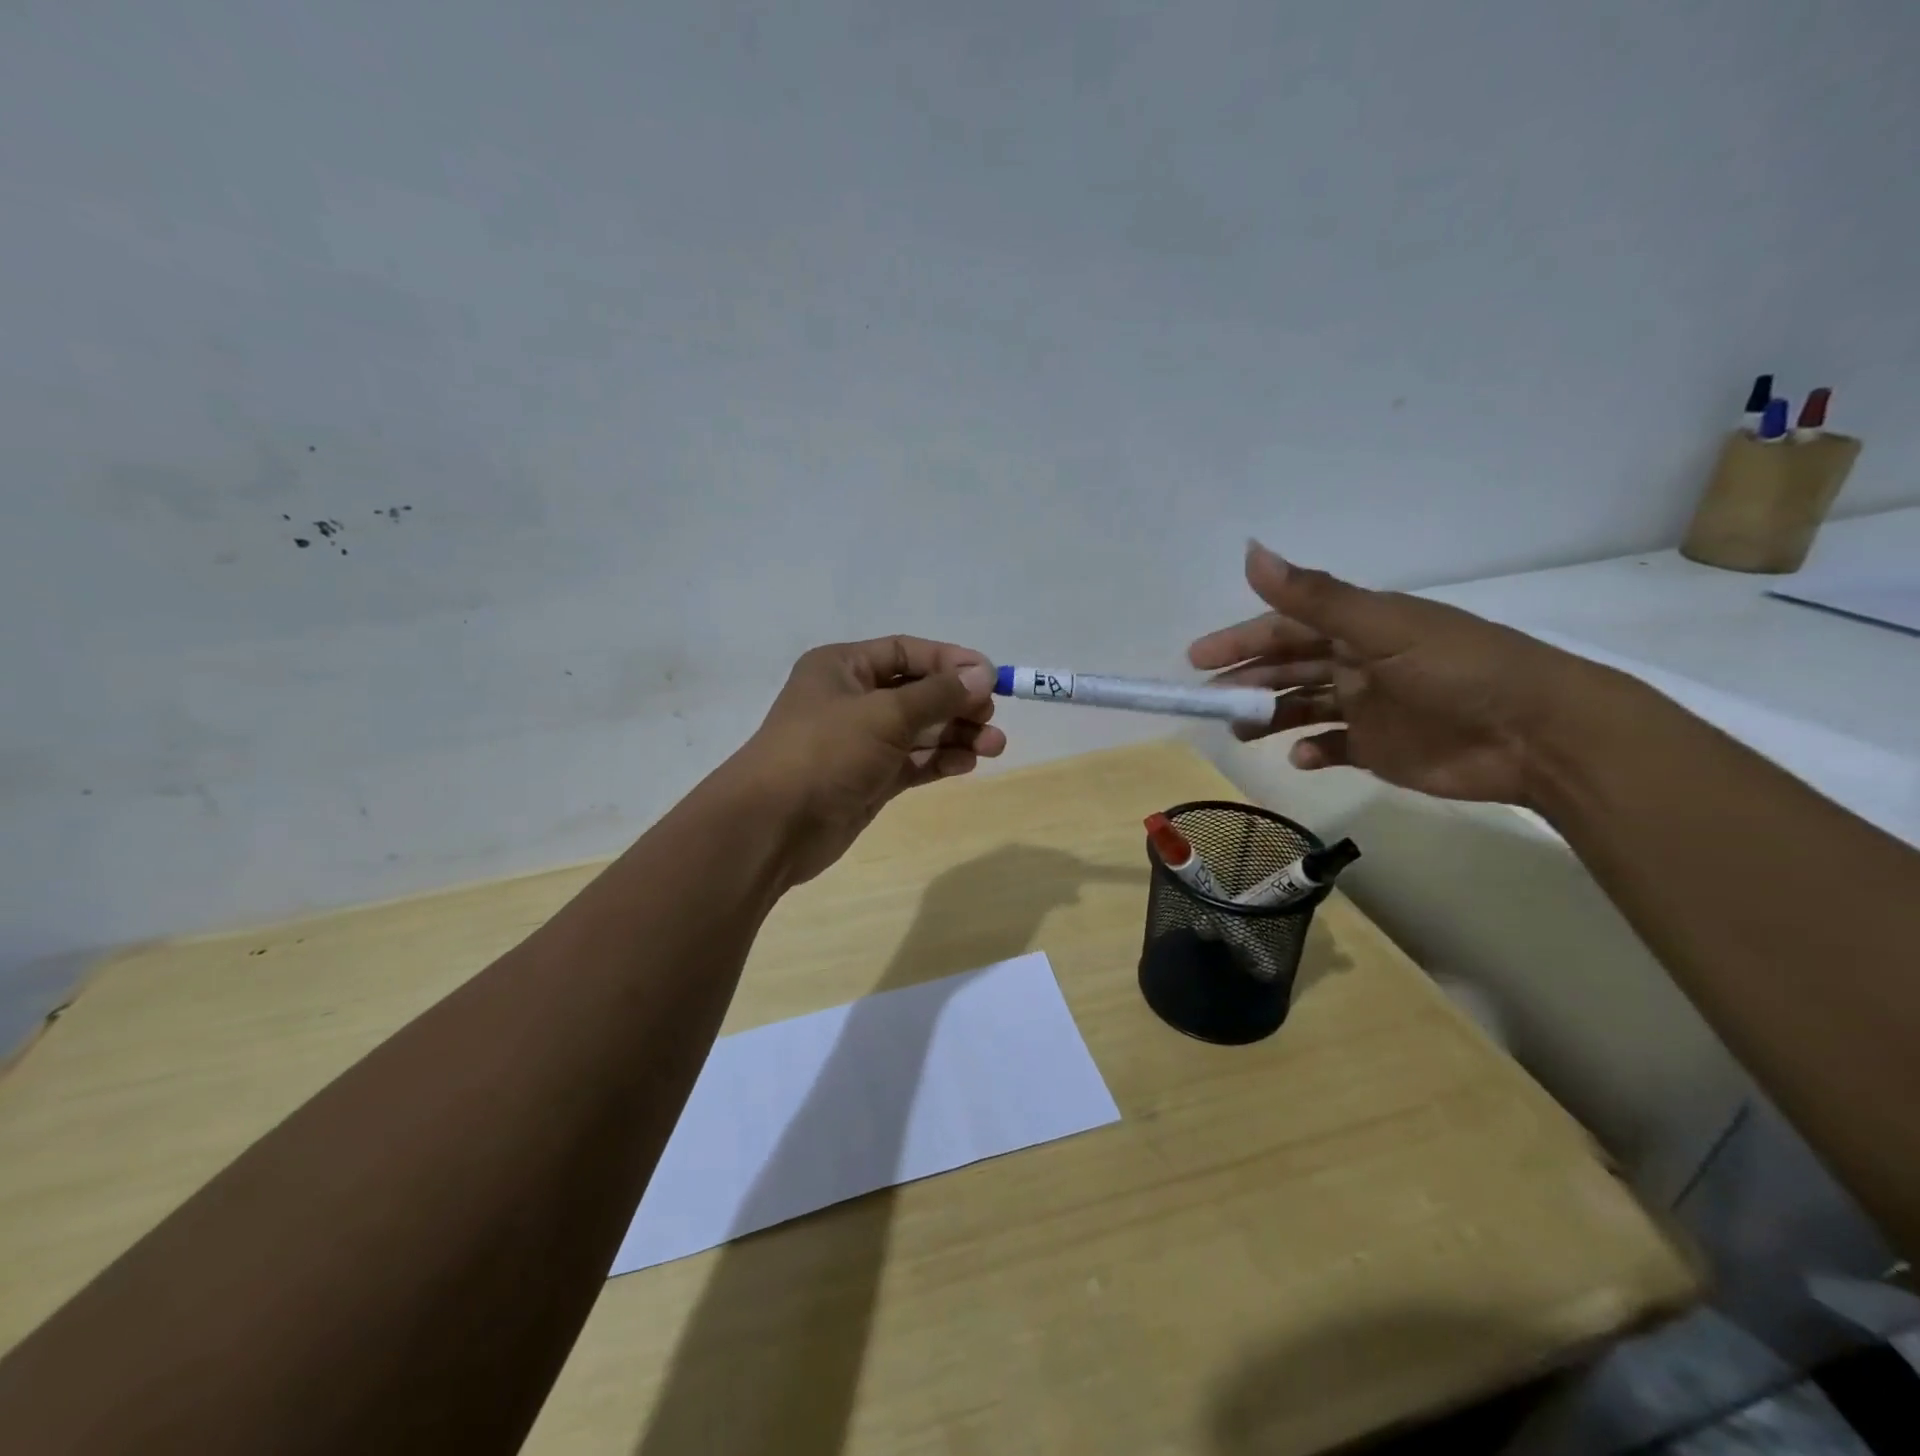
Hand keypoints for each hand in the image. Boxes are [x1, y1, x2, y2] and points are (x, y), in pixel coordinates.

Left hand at [733, 637, 1005, 884]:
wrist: (773, 826)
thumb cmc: (826, 752)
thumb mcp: (885, 714)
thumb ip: (937, 695)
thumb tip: (983, 675)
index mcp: (843, 667)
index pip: (906, 652)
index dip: (949, 661)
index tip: (989, 676)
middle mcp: (852, 699)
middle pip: (917, 692)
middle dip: (957, 703)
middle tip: (991, 717)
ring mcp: (860, 742)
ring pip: (918, 730)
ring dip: (956, 735)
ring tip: (993, 746)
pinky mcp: (868, 779)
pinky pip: (912, 762)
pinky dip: (939, 760)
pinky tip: (966, 764)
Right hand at [1188, 541, 1593, 805]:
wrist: (1539, 736)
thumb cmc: (1460, 671)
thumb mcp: (1383, 629)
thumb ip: (1315, 598)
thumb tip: (1251, 552)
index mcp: (1360, 628)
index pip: (1285, 628)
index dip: (1241, 640)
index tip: (1198, 658)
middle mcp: (1358, 662)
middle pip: (1288, 668)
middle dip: (1247, 680)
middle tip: (1209, 700)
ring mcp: (1368, 707)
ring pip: (1301, 706)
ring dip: (1269, 716)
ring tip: (1242, 731)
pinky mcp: (1380, 747)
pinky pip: (1331, 746)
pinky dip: (1310, 750)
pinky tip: (1299, 757)